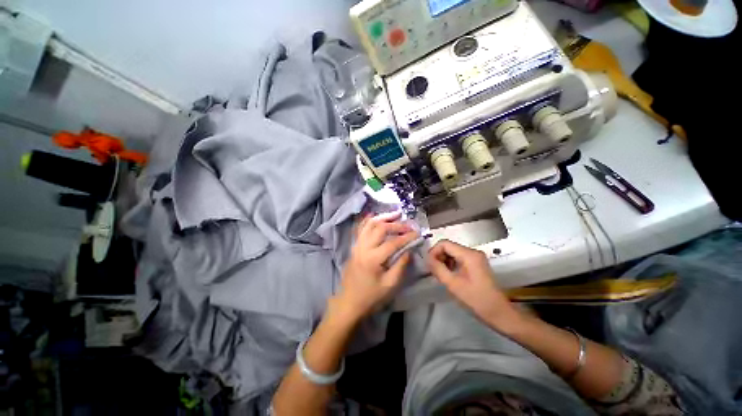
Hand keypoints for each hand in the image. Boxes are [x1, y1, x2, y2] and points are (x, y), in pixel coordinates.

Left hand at [329, 212, 418, 325]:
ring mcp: (356, 245)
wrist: (348, 302)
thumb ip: (400, 265)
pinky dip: (368, 220)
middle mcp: (363, 247)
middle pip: (380, 228)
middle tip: (408, 225)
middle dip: (396, 224)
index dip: (407, 237)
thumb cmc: (371, 296)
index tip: (417, 233)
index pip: (393, 242)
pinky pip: (361, 228)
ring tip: (395, 214)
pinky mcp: (354, 246)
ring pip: (369, 224)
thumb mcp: (390, 285)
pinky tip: (375, 216)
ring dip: (383, 217)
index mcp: (373, 259)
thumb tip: (409, 250)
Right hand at [427, 240, 518, 328]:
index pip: (444, 243)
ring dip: (444, 261)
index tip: (429, 264)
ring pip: (453, 252)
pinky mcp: (476, 264)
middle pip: (449, 247)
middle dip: (438, 256)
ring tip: (441, 274)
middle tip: (433, 270)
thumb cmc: (476, 299)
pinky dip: (451, 264)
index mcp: (469, 254)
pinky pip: (459, 258)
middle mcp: (473, 252)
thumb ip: (438, 268)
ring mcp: (476, 258)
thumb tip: (427, 258)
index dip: (434, 251)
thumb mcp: (453, 284)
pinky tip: (449, 274)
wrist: (499, 313)